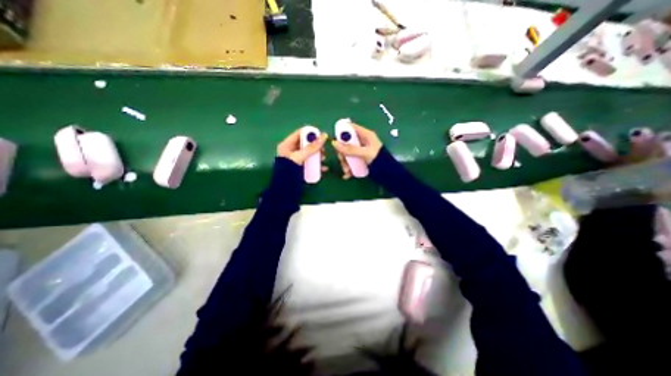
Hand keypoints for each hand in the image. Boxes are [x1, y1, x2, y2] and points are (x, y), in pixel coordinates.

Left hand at [277, 128, 328, 166]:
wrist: (284, 188)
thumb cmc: (288, 170)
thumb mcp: (299, 157)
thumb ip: (311, 147)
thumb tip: (323, 136)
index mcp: (287, 145)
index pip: (300, 133)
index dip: (310, 133)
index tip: (321, 136)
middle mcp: (291, 151)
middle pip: (306, 144)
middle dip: (316, 146)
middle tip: (323, 149)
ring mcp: (296, 160)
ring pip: (309, 154)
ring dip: (318, 155)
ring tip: (324, 158)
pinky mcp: (300, 168)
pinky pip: (310, 163)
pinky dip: (317, 164)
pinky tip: (323, 168)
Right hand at [331, 121, 382, 177]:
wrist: (387, 173)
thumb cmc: (379, 159)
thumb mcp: (364, 153)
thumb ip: (350, 149)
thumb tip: (335, 144)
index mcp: (365, 135)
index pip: (351, 128)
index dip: (342, 131)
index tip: (335, 140)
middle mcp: (362, 142)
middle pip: (346, 143)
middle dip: (343, 153)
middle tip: (342, 160)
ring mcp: (360, 151)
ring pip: (347, 154)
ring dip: (345, 163)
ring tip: (347, 171)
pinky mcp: (360, 160)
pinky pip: (351, 161)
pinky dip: (348, 168)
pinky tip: (348, 174)